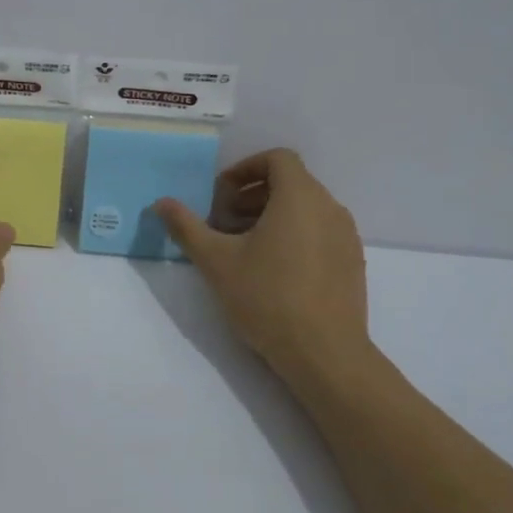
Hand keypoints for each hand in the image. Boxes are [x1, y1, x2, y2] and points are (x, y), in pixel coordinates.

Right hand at [156, 149, 382, 396]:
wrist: (325, 354)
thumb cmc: (267, 297)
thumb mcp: (216, 261)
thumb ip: (186, 226)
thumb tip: (161, 203)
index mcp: (300, 197)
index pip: (277, 158)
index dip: (245, 169)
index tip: (221, 195)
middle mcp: (329, 208)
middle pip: (290, 182)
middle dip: (252, 196)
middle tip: (223, 224)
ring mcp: (346, 237)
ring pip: (306, 208)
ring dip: (271, 216)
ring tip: (243, 248)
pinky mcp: (352, 263)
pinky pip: (320, 232)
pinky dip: (294, 235)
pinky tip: (272, 271)